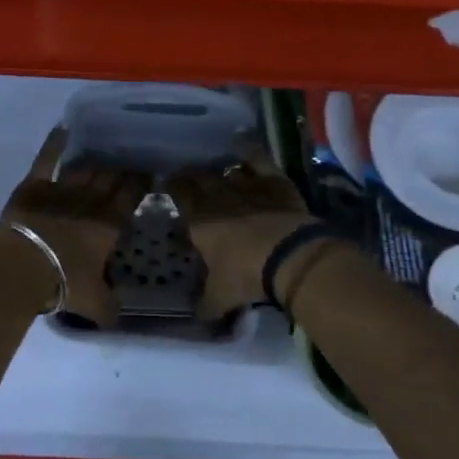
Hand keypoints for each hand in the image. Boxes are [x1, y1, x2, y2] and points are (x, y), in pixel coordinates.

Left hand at [0, 129, 150, 325]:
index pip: (132, 196)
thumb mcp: (95, 302)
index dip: (141, 183)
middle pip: (111, 178)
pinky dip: (54, 143)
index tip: (149, 175)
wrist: (22, 266)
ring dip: (96, 162)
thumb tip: (118, 314)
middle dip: (122, 170)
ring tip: (104, 156)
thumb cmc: (64, 282)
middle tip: (130, 164)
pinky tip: (62, 129)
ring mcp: (62, 189)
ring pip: (85, 168)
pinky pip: (47, 158)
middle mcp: (91, 200)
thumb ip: (111, 306)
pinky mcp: (34, 185)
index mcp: (110, 224)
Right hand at [168, 146, 315, 320]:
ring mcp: (246, 186)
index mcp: (198, 221)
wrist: (290, 256)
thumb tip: (196, 316)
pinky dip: (248, 150)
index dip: (172, 187)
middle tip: (188, 176)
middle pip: (198, 177)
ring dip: (219, 169)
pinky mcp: (273, 182)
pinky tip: (242, 142)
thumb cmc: (246, 276)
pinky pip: (257, 158)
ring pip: (225, 169)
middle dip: (191, 176)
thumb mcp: (220, 297)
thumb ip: (205, 304)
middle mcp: (218, 197)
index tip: (169, 185)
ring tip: (216, 170)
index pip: (178, 194)